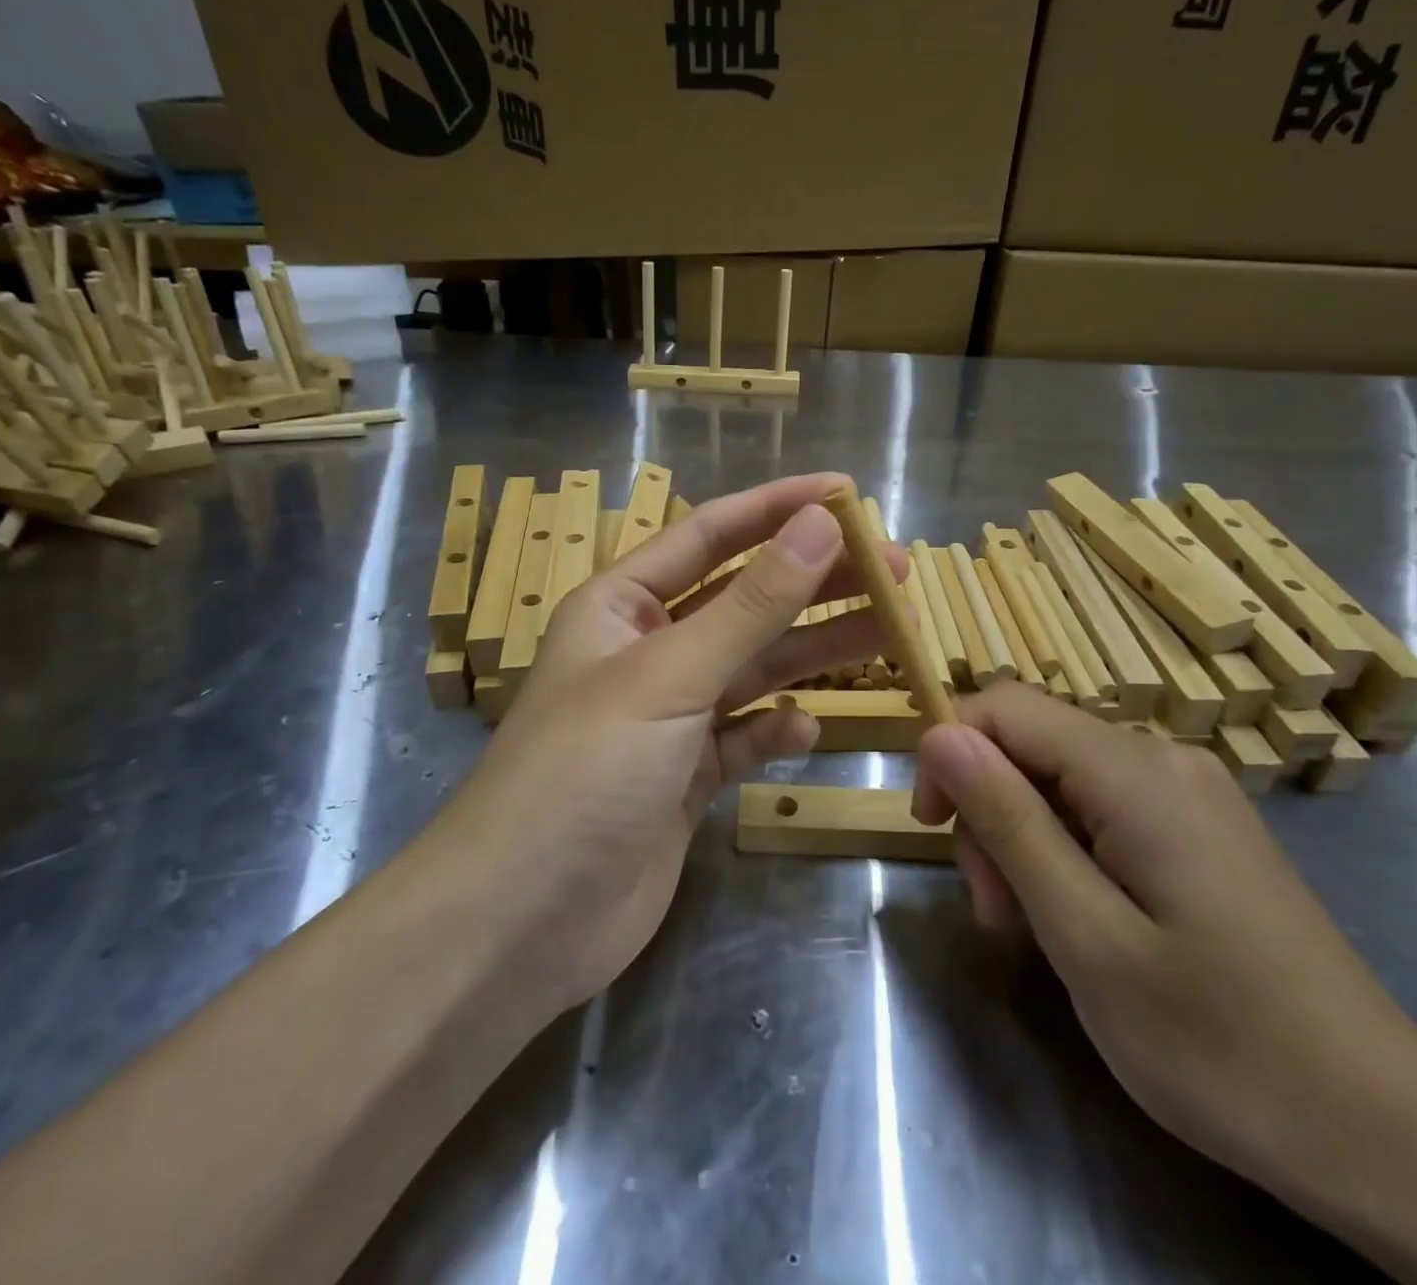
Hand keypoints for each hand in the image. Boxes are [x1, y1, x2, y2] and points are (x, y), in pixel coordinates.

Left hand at [441, 474, 904, 1015]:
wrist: (521, 922)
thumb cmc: (584, 772)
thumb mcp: (670, 676)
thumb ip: (750, 604)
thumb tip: (820, 525)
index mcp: (622, 605)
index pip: (710, 535)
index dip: (778, 508)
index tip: (848, 493)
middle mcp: (646, 650)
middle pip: (744, 600)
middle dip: (815, 581)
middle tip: (895, 571)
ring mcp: (668, 717)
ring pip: (754, 667)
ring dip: (814, 649)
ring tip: (892, 632)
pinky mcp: (685, 777)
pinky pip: (745, 736)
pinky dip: (777, 729)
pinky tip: (810, 728)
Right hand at [912, 684, 1416, 1220]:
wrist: (1384, 1132)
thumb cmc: (1221, 1045)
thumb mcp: (1086, 936)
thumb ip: (1009, 822)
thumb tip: (940, 736)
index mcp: (1137, 773)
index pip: (1005, 706)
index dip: (951, 751)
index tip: (931, 829)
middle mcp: (1165, 759)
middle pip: (1033, 742)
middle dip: (991, 808)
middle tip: (993, 909)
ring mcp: (1190, 792)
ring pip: (1062, 777)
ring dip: (1024, 836)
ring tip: (1031, 926)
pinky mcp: (1200, 829)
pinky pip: (1103, 806)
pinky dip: (1066, 849)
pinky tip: (1079, 917)